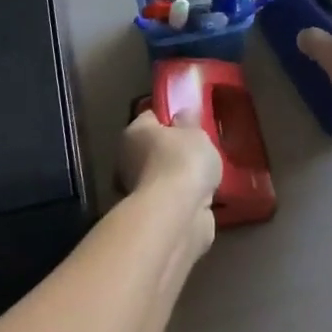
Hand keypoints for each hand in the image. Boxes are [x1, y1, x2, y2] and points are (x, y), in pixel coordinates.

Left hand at [118, 113, 221, 255]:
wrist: (176, 215)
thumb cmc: (183, 162)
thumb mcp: (196, 133)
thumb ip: (190, 122)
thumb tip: (182, 115)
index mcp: (134, 131)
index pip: (152, 117)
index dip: (171, 118)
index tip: (191, 123)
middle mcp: (127, 159)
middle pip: (154, 148)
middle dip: (174, 151)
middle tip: (200, 152)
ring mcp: (135, 190)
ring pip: (161, 176)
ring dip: (177, 179)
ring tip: (204, 178)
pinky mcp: (148, 216)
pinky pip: (169, 200)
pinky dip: (180, 200)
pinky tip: (200, 199)